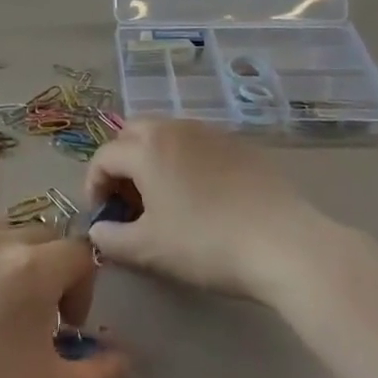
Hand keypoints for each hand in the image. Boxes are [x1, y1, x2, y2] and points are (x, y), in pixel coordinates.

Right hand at [84, 118, 329, 302]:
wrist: (284, 244)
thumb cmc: (206, 244)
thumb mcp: (149, 250)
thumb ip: (112, 238)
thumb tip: (97, 230)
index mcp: (147, 148)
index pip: (104, 157)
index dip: (94, 186)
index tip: (103, 217)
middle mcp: (175, 128)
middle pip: (132, 133)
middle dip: (122, 163)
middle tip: (129, 201)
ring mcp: (210, 132)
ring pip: (167, 135)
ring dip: (153, 159)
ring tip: (163, 198)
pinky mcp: (239, 144)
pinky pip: (197, 144)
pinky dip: (185, 161)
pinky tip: (201, 196)